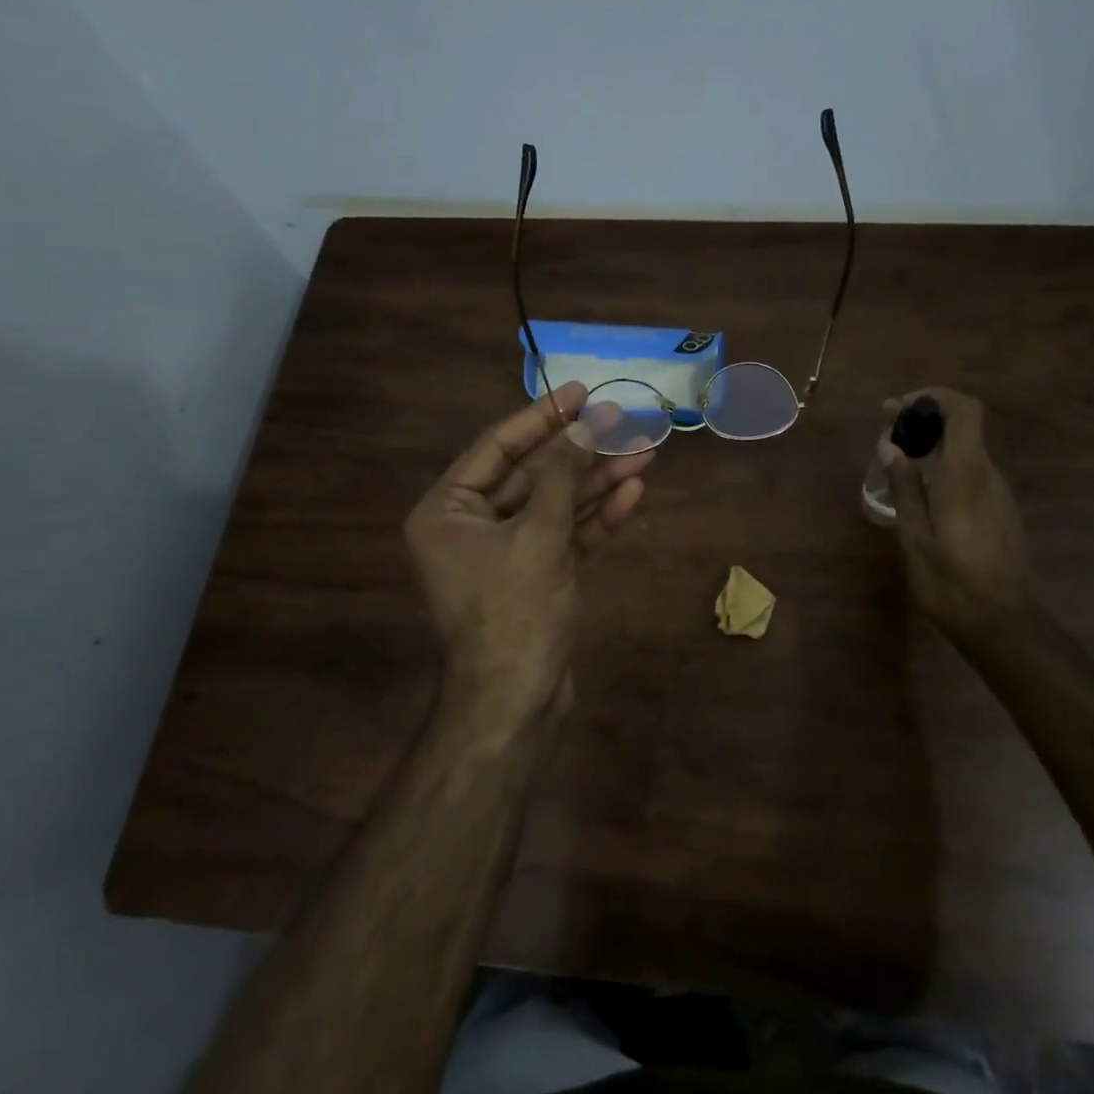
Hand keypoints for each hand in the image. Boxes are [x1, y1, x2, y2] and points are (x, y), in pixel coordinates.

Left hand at [405, 382, 652, 731]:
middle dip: (581, 452)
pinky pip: (568, 535)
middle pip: (533, 474)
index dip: (542, 417)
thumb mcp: (538, 536)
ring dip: (598, 482)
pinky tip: (633, 494)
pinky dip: (598, 518)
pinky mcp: (538, 575)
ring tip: (646, 454)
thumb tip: (584, 426)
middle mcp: (472, 525)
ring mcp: (508, 552)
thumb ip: (562, 477)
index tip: (580, 391)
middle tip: (625, 421)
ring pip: (557, 504)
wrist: (517, 703)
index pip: (498, 447)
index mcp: (448, 510)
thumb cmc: (513, 613)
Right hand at [877, 387, 1031, 640]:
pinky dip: (946, 466)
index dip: (935, 398)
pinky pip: (972, 473)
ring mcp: (999, 494)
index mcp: (966, 476)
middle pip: (964, 427)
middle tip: (887, 432)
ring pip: (967, 450)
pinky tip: (923, 490)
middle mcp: (988, 476)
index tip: (901, 408)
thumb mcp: (915, 536)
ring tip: (898, 461)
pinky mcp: (1001, 511)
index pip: (965, 411)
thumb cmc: (950, 583)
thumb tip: (889, 445)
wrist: (1001, 625)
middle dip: (925, 420)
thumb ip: (904, 487)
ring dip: (934, 444)